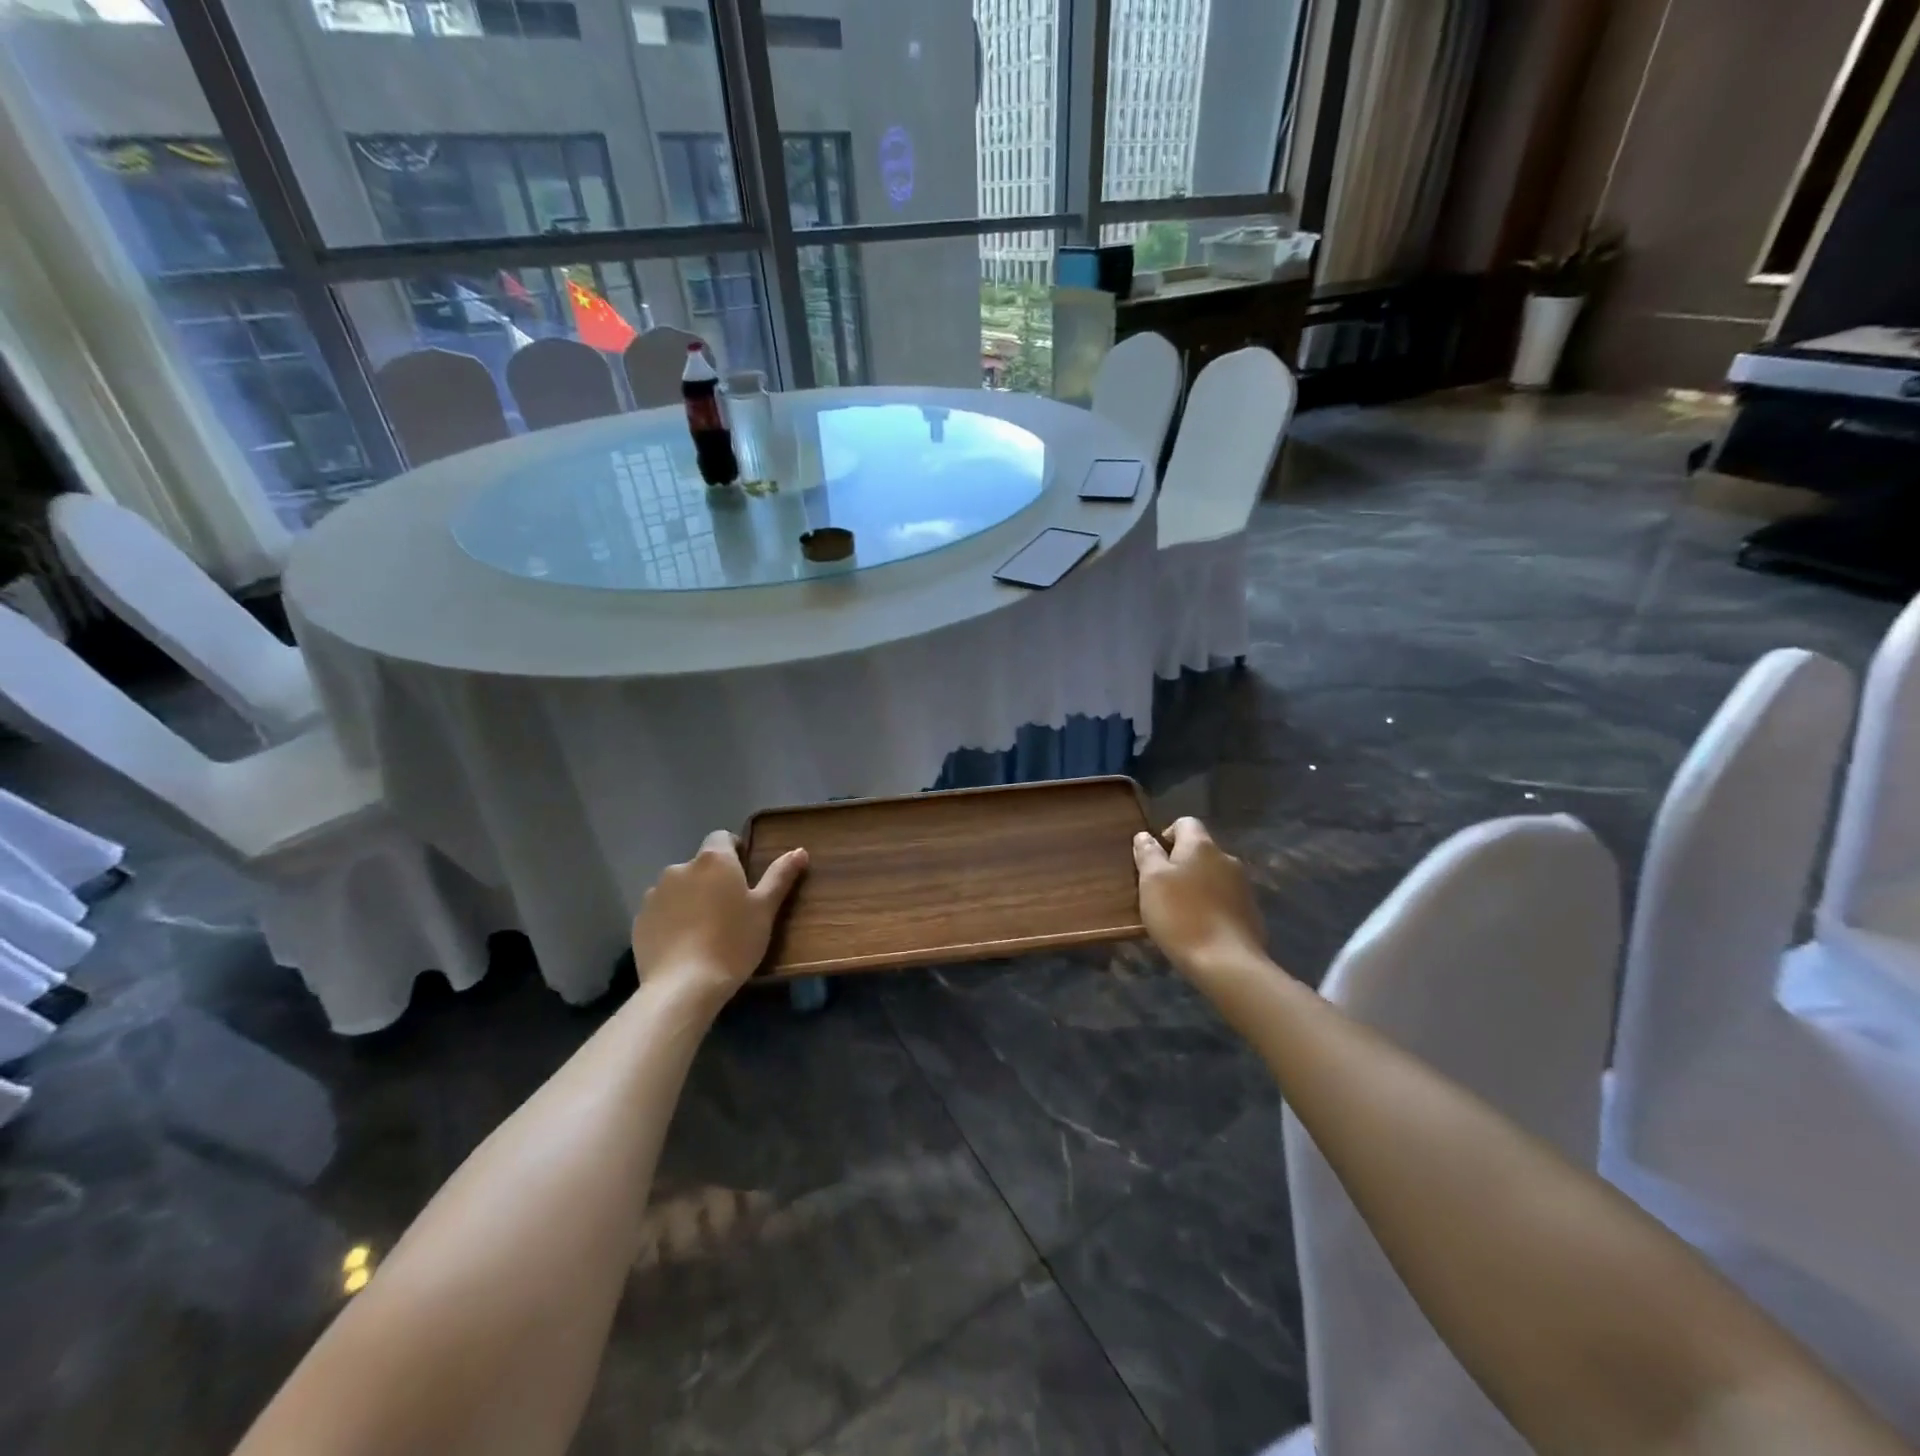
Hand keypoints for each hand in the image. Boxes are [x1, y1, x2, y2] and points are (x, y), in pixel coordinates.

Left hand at [631, 831, 807, 1006]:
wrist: (683, 986)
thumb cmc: (733, 942)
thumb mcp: (765, 909)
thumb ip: (780, 876)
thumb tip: (799, 851)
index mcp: (714, 860)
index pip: (722, 837)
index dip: (734, 851)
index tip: (744, 876)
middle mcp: (680, 868)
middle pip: (700, 865)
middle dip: (712, 880)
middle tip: (729, 909)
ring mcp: (655, 893)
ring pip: (679, 888)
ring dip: (690, 898)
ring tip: (703, 930)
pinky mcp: (639, 920)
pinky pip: (661, 911)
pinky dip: (671, 919)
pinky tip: (683, 944)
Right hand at [1133, 817, 1266, 977]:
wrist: (1227, 962)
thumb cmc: (1181, 915)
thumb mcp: (1151, 882)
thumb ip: (1147, 854)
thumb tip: (1145, 835)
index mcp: (1202, 846)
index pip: (1185, 823)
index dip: (1167, 835)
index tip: (1154, 860)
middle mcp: (1227, 858)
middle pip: (1200, 851)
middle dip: (1181, 864)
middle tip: (1161, 890)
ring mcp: (1244, 886)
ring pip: (1214, 876)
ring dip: (1197, 886)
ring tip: (1180, 912)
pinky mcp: (1252, 912)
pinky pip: (1226, 899)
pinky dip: (1212, 906)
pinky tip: (1201, 928)